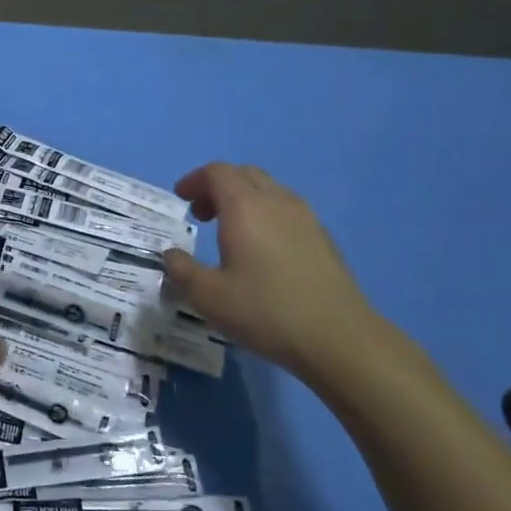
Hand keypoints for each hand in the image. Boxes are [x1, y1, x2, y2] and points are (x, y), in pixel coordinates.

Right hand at [161, 162, 378, 375]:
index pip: (216, 172)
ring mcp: (305, 218)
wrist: (339, 338)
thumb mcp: (208, 297)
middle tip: (202, 215)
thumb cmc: (266, 311)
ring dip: (244, 200)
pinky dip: (266, 216)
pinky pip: (287, 210)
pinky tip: (263, 251)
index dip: (194, 180)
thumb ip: (182, 270)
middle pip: (244, 174)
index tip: (181, 199)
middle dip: (218, 187)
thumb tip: (171, 255)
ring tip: (231, 233)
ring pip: (268, 190)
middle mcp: (276, 201)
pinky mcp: (324, 238)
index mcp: (244, 206)